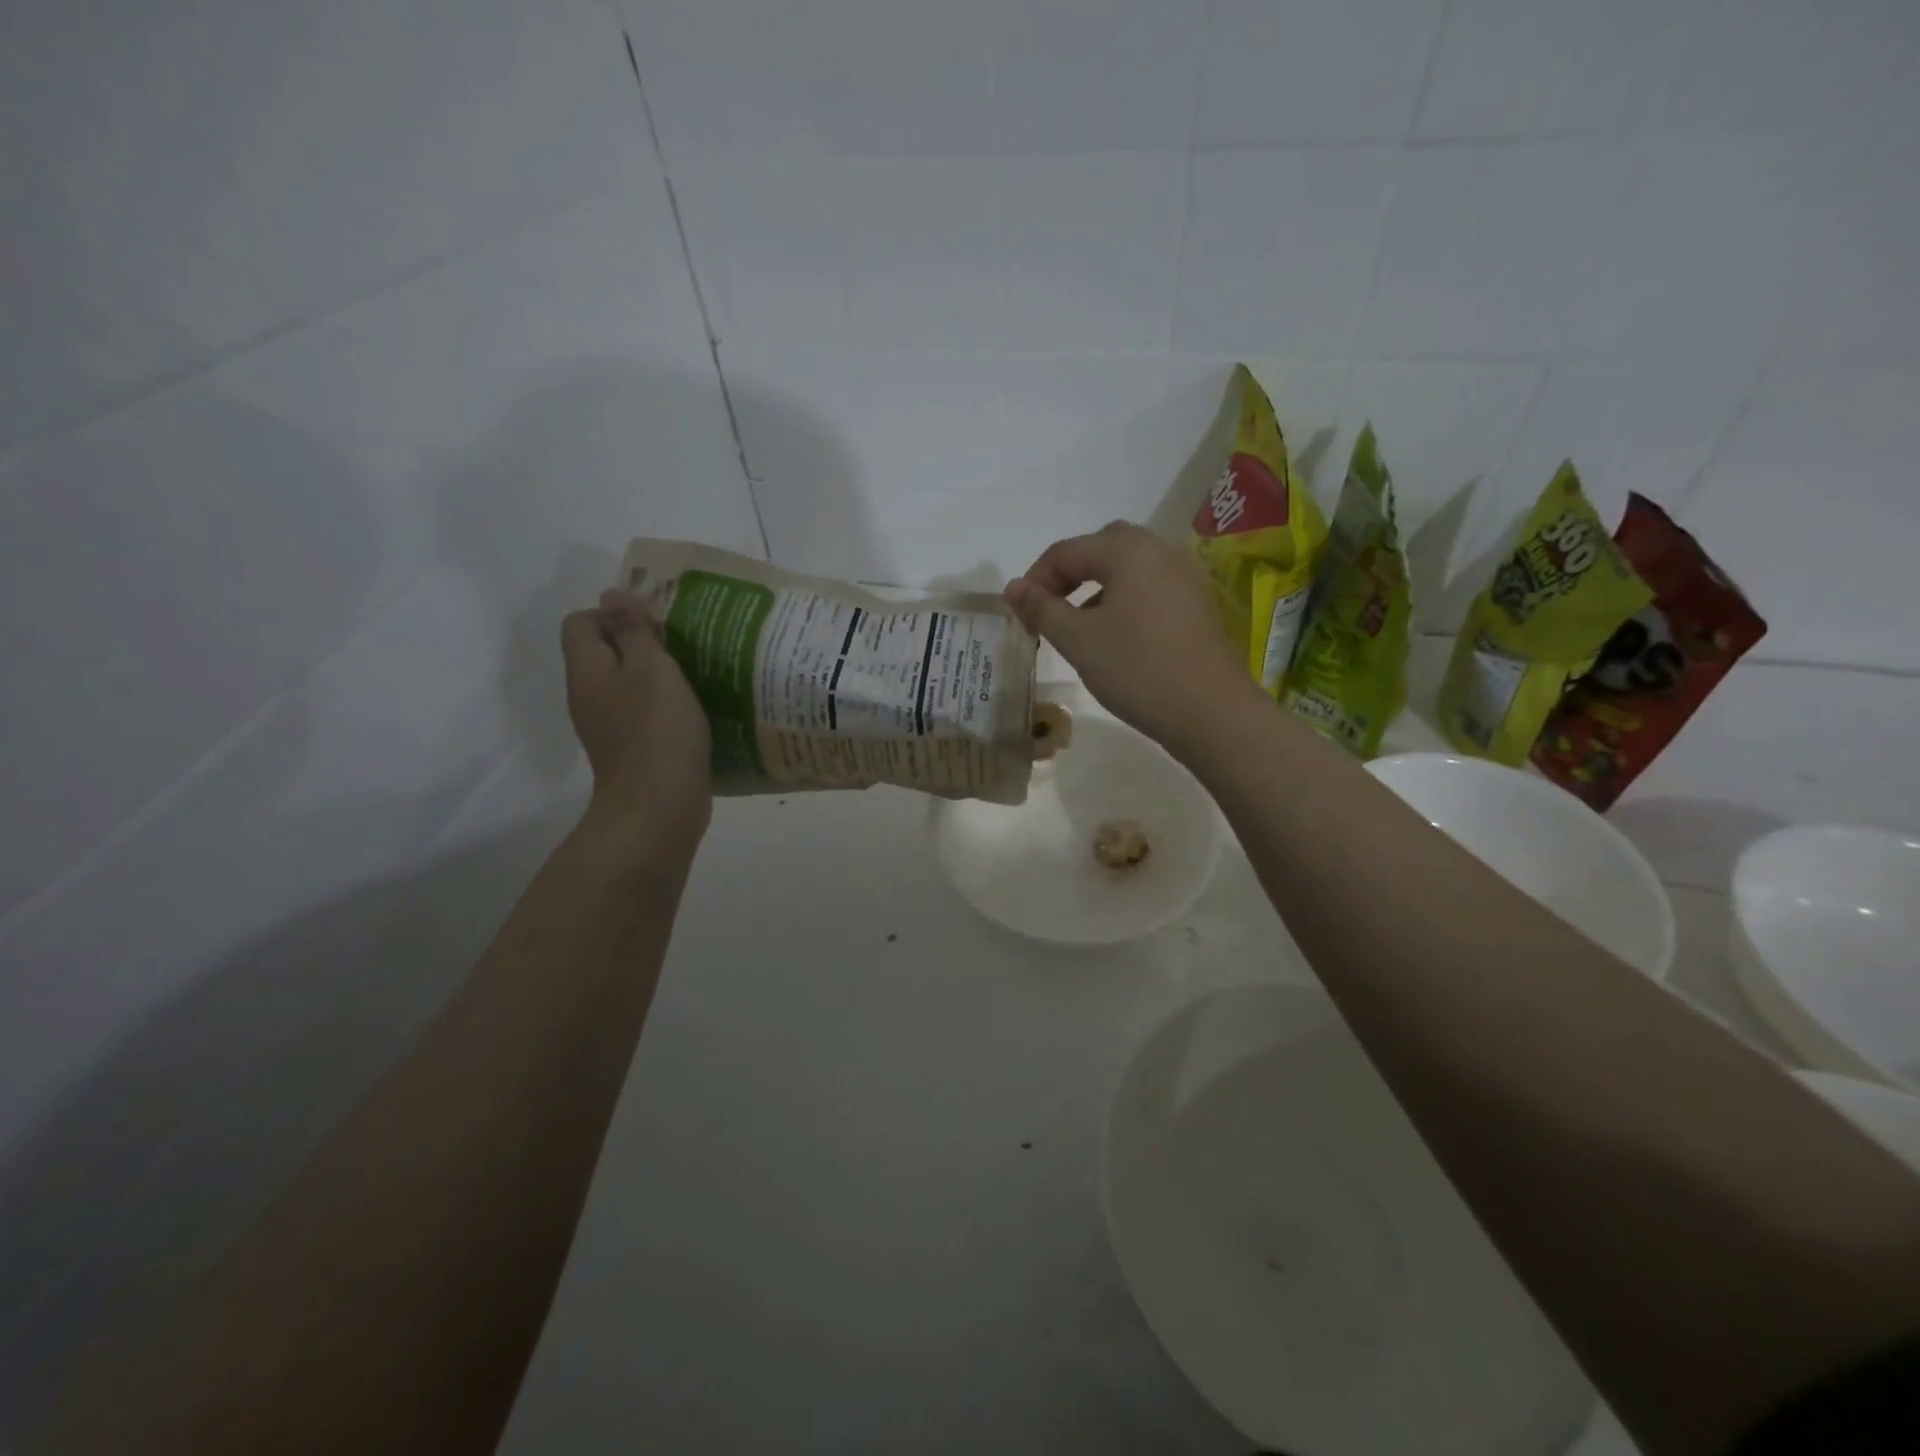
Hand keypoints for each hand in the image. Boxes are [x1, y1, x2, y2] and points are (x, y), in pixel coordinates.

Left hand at [561, 591, 711, 850]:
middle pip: (604, 652)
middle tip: (682, 645)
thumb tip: (612, 594)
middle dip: (640, 642)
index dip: (613, 612)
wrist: (657, 808)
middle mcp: (589, 696)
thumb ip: (633, 630)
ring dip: (656, 675)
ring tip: (694, 673)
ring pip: (626, 684)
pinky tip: (694, 710)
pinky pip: (642, 712)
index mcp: (587, 671)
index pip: (581, 622)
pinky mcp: (632, 749)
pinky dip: (664, 705)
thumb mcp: (651, 669)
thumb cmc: (656, 732)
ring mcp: (609, 726)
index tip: (655, 623)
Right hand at [1005, 521, 1259, 759]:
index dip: (1035, 579)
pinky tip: (1115, 636)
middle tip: (1048, 610)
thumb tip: (1012, 587)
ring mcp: (1185, 576)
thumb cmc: (1137, 668)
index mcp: (1128, 550)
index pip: (1067, 551)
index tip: (1019, 614)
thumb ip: (1041, 608)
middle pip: (1102, 547)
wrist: (1209, 711)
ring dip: (1096, 587)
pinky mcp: (1197, 604)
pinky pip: (1151, 587)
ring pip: (1129, 568)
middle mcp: (1160, 550)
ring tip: (1077, 626)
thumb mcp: (1078, 639)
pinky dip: (1124, 600)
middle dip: (1069, 574)